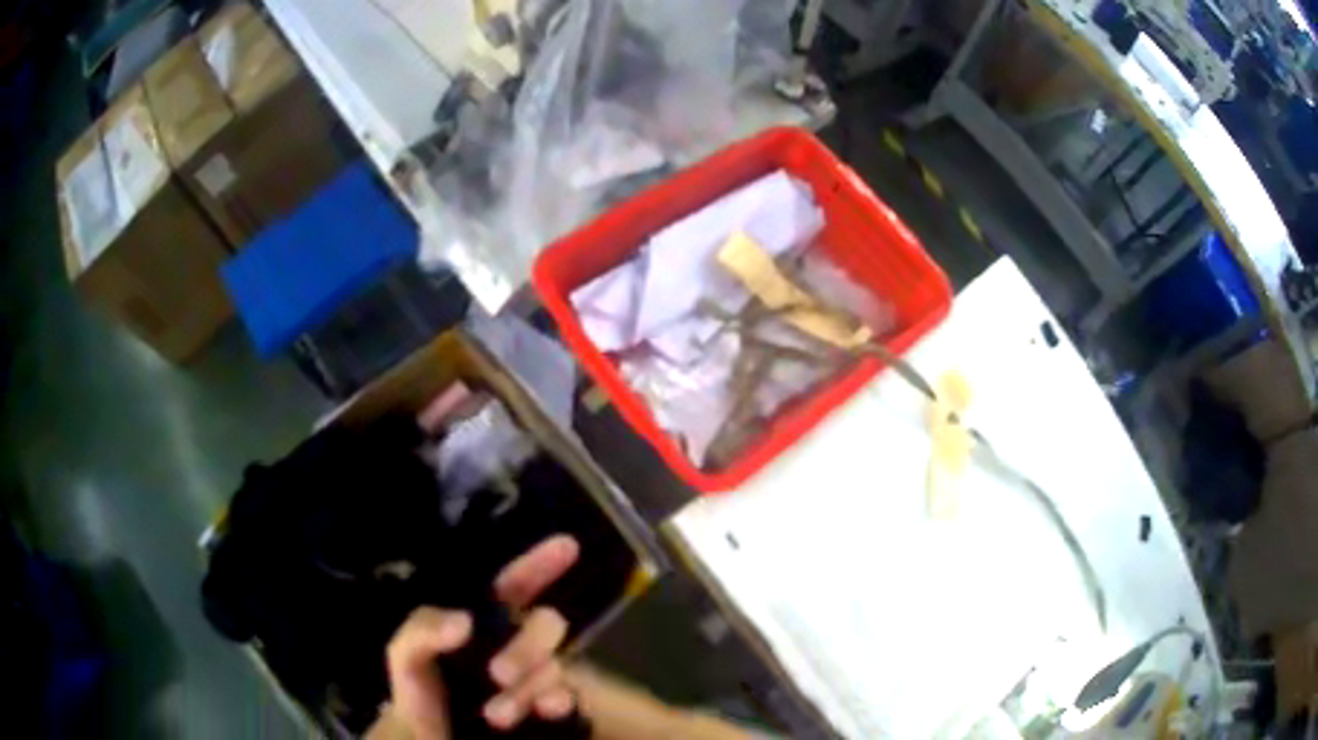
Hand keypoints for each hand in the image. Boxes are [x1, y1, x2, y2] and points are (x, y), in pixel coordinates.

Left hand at [381, 535, 580, 739]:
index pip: (515, 585)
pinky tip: (542, 712)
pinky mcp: (548, 710)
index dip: (540, 564)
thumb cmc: (419, 692)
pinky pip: (567, 699)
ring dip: (528, 687)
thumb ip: (421, 630)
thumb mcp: (406, 656)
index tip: (567, 545)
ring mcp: (535, 678)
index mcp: (484, 622)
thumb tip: (463, 622)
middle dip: (529, 645)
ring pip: (555, 666)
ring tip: (495, 715)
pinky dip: (557, 703)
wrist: (432, 739)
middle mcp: (516, 644)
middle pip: (547, 624)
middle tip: (498, 673)